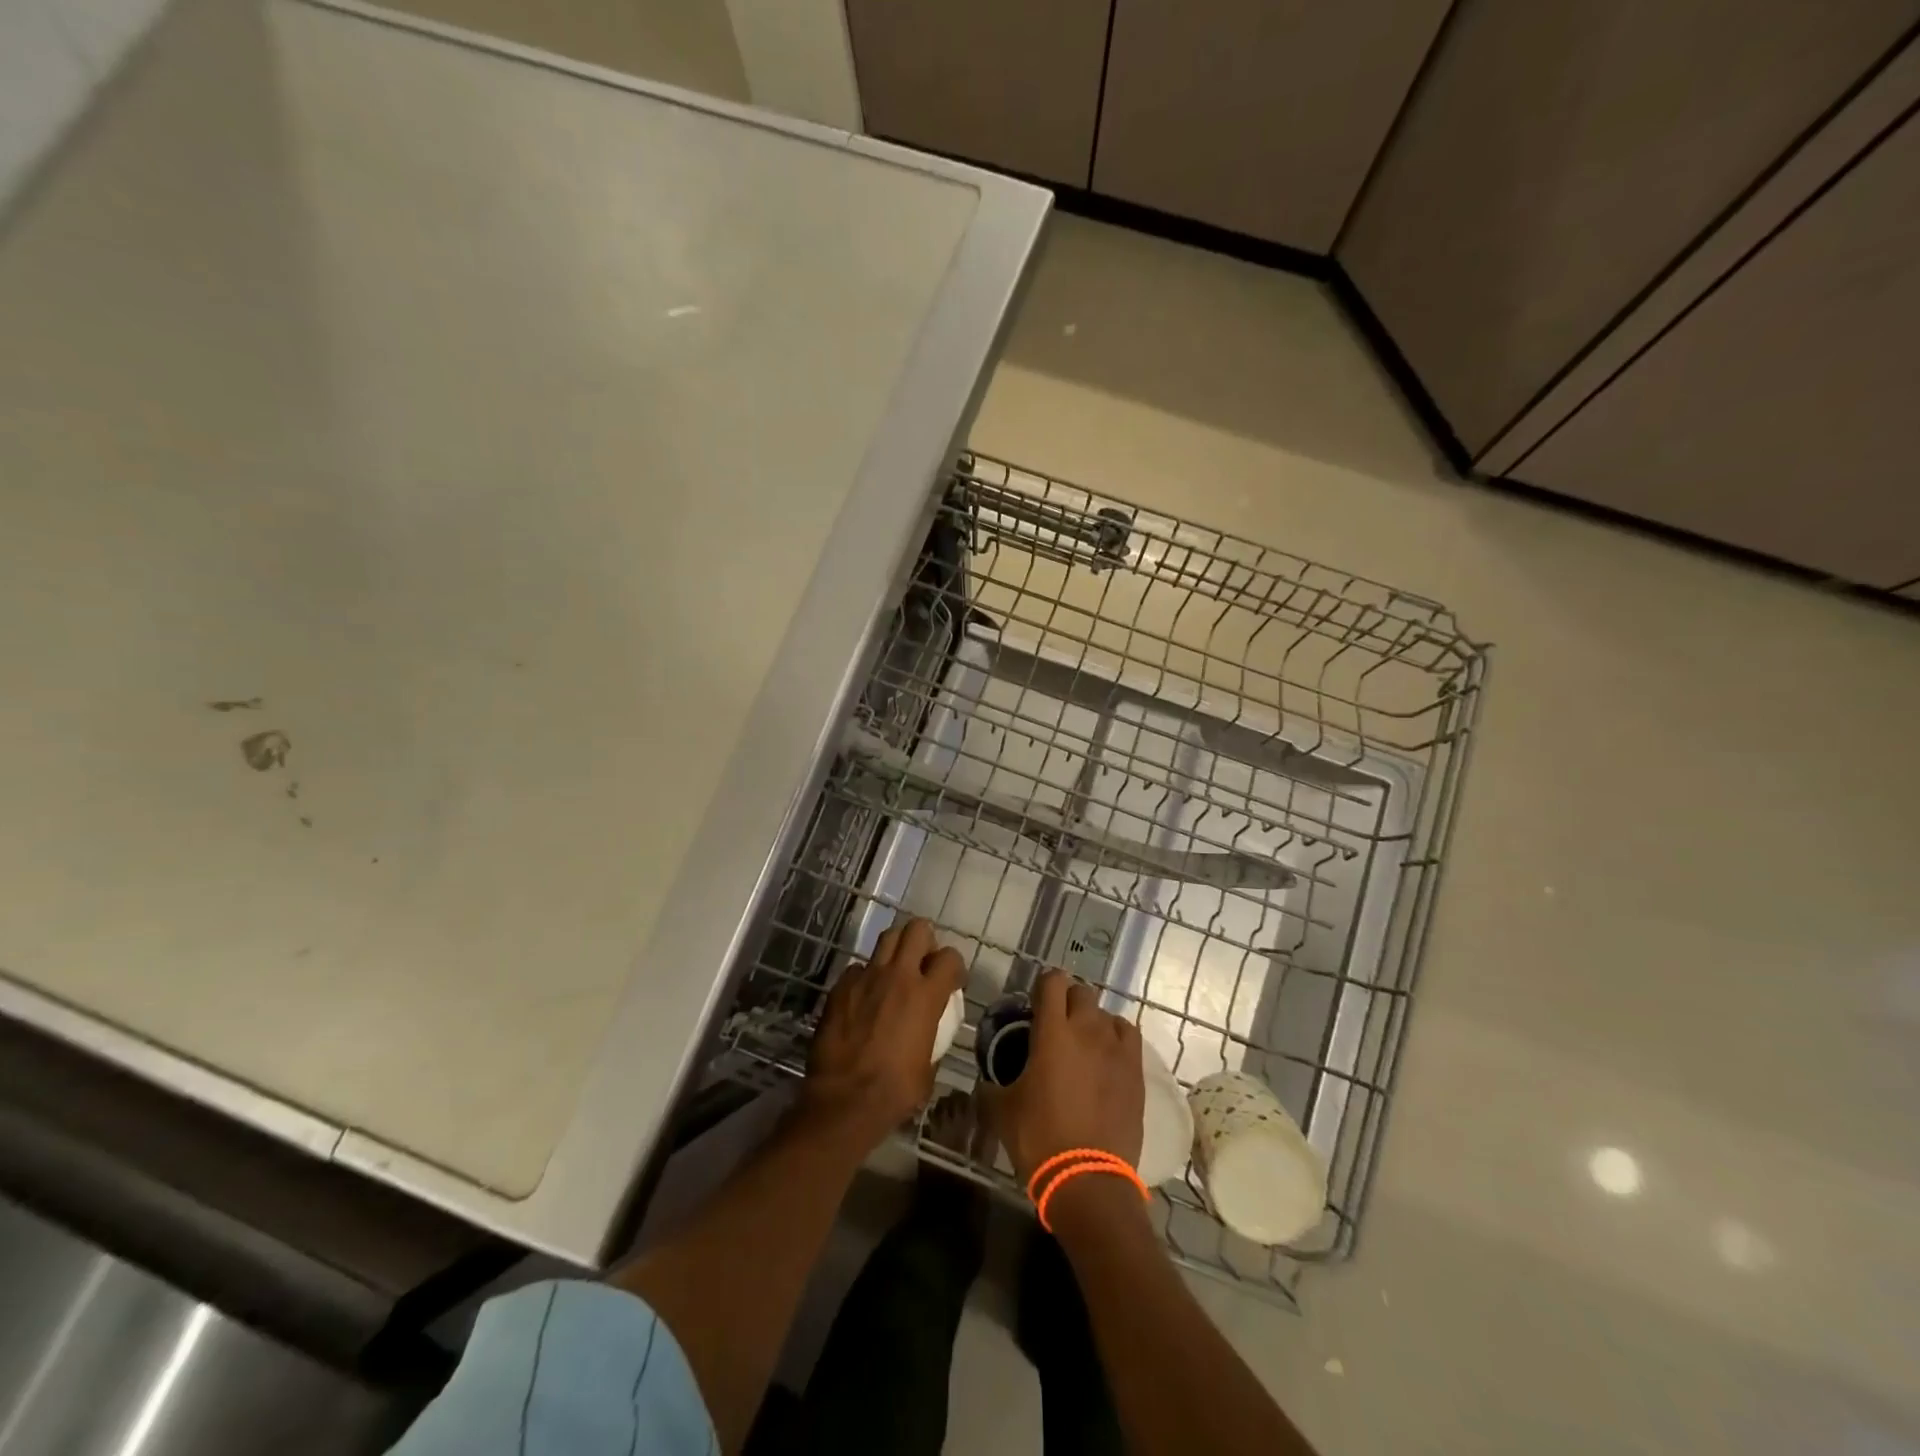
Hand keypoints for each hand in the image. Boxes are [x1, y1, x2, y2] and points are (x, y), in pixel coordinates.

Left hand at [803, 918, 965, 1146]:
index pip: (950, 957)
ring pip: (887, 938)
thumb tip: (928, 1032)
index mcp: (926, 996)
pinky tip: (863, 997)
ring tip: (895, 969)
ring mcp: (866, 977)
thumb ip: (932, 1036)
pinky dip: (865, 977)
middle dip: (924, 940)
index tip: (951, 981)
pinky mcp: (840, 987)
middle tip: (923, 962)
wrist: (845, 1101)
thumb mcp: (928, 1066)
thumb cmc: (895, 1091)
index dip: (954, 966)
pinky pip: (858, 968)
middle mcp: (898, 976)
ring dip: (896, 948)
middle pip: (917, 929)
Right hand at [989, 969, 1144, 1184]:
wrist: (1088, 1179)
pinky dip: (1116, 1037)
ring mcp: (1116, 1049)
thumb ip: (991, 1086)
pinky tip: (1107, 1056)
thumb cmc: (1039, 1138)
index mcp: (1052, 1032)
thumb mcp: (1001, 1110)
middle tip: (1056, 1025)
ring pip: (1106, 1013)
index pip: (1052, 982)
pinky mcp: (1136, 1070)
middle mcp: (1087, 1030)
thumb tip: (985, 1081)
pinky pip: (1128, 1035)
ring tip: (1083, 1043)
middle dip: (1067, 1001)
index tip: (1034, 1004)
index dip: (1042, 986)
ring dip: (1093, 1020)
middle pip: (1081, 992)